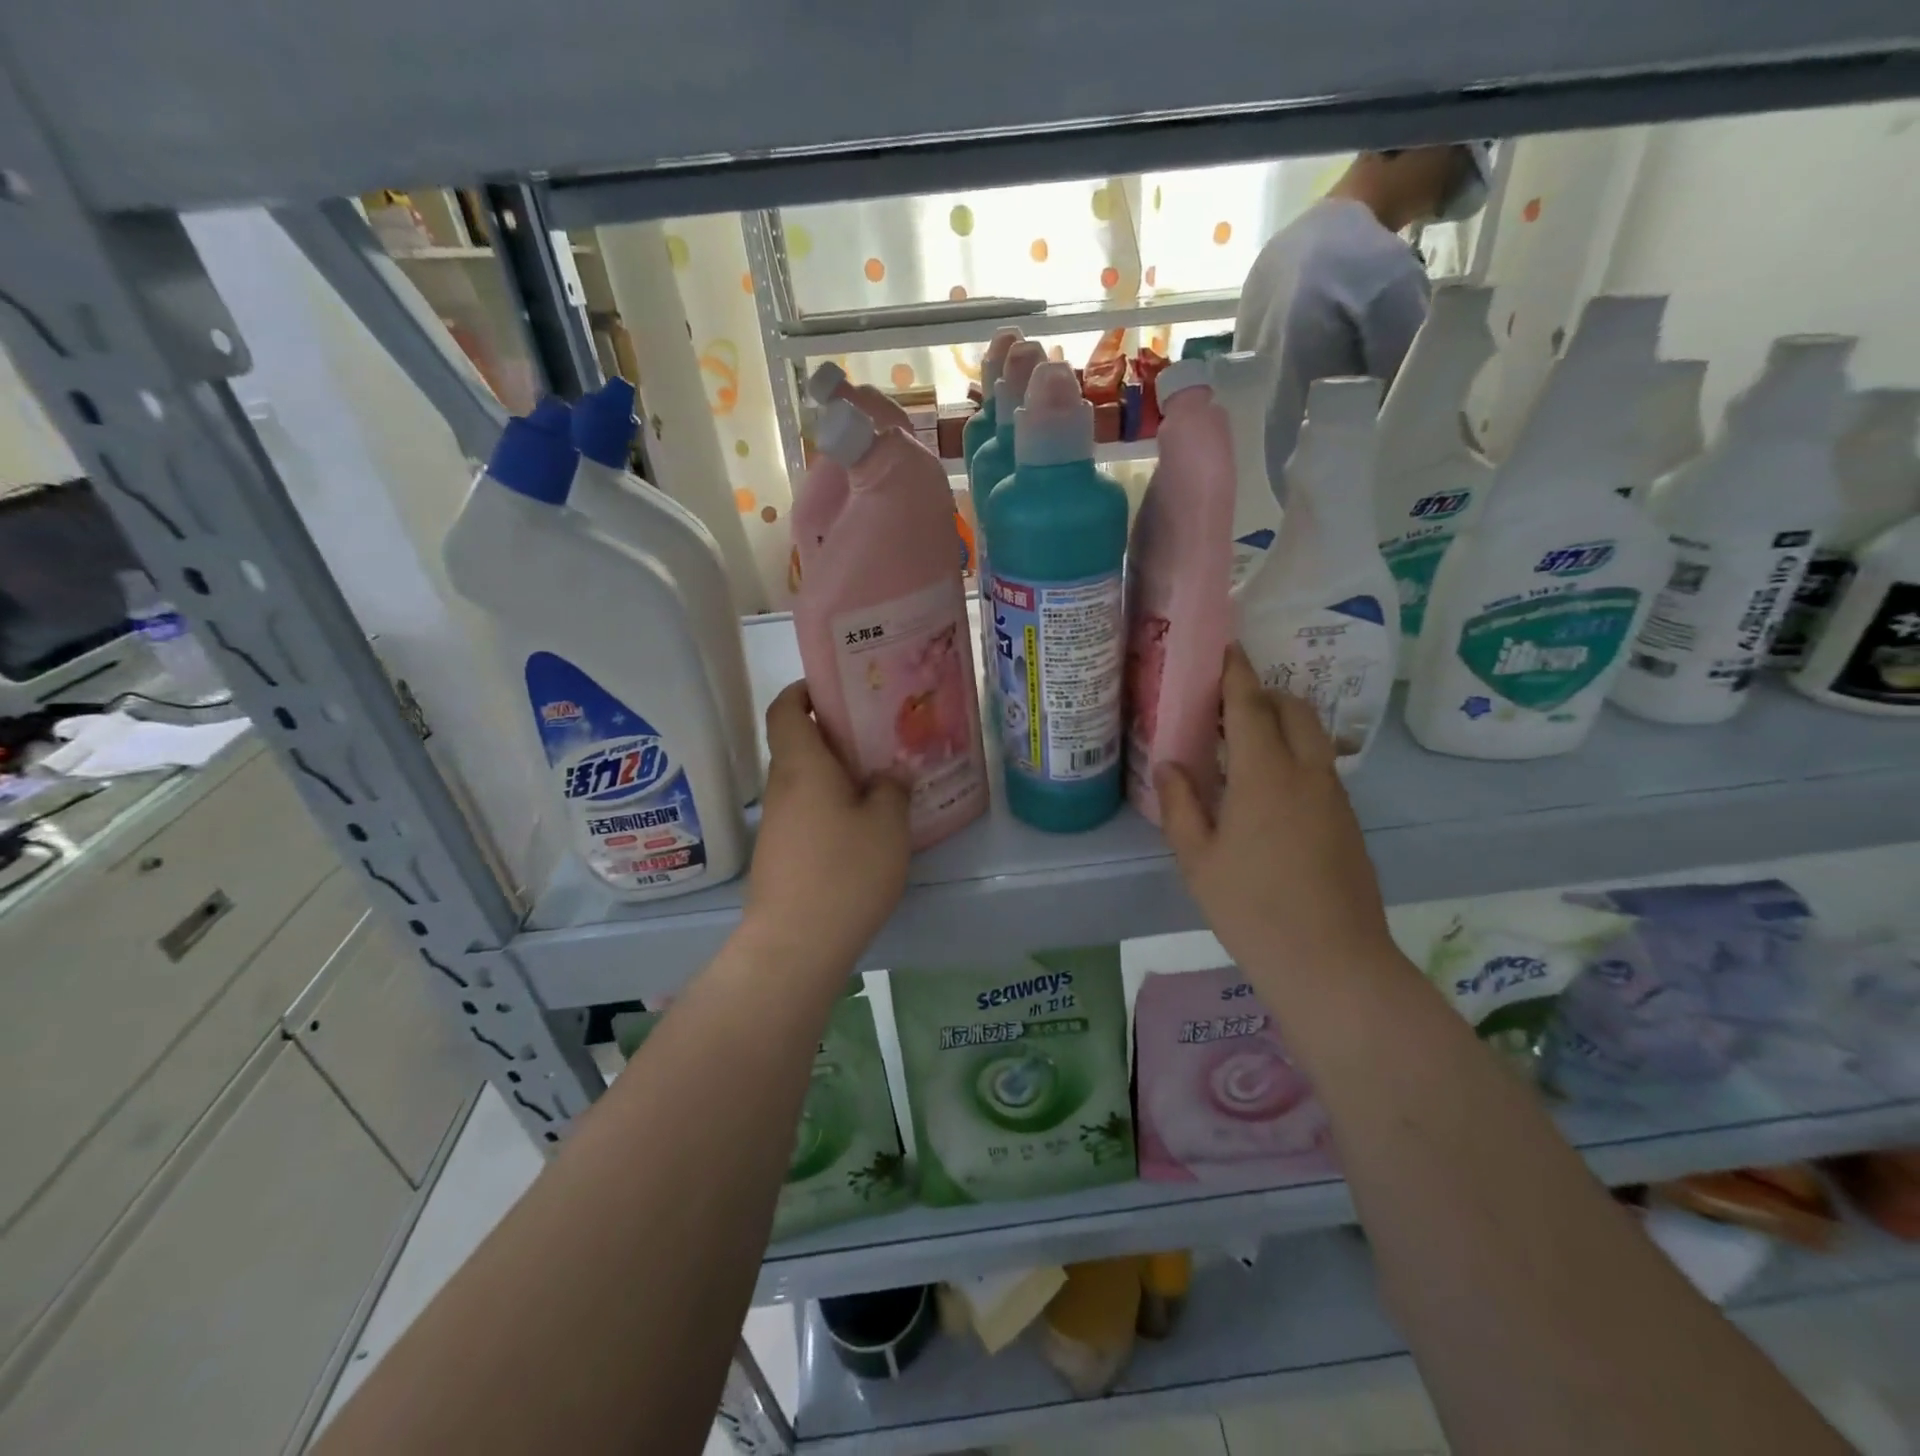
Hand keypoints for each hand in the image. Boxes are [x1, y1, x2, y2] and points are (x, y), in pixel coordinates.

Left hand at [743, 682, 910, 970]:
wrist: (796, 944)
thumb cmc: (845, 872)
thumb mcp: (887, 825)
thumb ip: (891, 789)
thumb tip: (888, 774)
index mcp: (802, 766)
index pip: (785, 710)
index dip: (803, 691)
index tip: (833, 688)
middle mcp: (782, 788)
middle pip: (797, 745)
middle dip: (832, 735)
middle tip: (876, 737)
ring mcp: (776, 824)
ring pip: (804, 783)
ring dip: (834, 775)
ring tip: (878, 782)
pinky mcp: (779, 855)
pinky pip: (805, 813)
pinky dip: (829, 807)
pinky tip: (862, 827)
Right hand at [1155, 646, 1396, 986]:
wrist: (1331, 962)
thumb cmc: (1251, 908)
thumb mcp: (1197, 858)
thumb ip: (1180, 804)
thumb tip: (1169, 764)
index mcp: (1265, 774)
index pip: (1251, 705)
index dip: (1236, 673)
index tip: (1224, 649)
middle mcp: (1307, 773)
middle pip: (1293, 709)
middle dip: (1264, 693)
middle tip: (1227, 704)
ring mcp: (1334, 796)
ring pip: (1313, 737)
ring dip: (1282, 724)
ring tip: (1244, 744)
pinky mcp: (1348, 821)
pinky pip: (1320, 767)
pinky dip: (1295, 755)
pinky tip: (1269, 790)